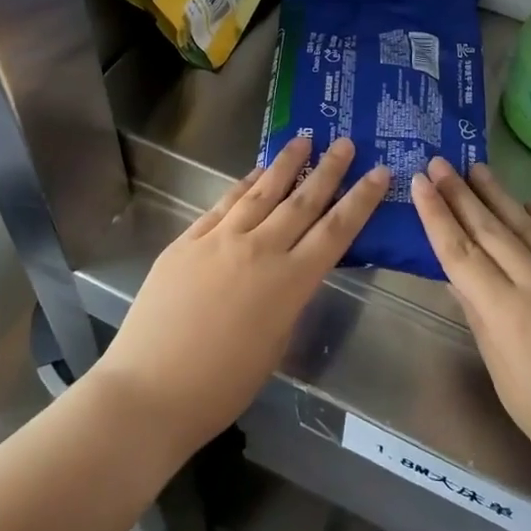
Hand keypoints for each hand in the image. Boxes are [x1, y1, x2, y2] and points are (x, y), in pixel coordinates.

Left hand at [97, 135, 388, 448]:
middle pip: (301, 201)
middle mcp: (259, 250)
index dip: (360, 200)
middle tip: (345, 142)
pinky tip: (253, 174)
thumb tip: (290, 273)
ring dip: (284, 165)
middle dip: (328, 170)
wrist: (150, 389)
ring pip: (260, 193)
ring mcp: (218, 241)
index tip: (379, 172)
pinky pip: (222, 205)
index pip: (336, 231)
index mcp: (289, 283)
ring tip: (302, 140)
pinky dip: (242, 186)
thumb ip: (287, 300)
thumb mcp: (274, 344)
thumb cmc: (222, 385)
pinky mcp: (186, 242)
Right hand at [411, 157, 530, 500]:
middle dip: (460, 194)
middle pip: (490, 230)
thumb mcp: (508, 382)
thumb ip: (482, 324)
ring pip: (528, 226)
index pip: (460, 253)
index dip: (436, 216)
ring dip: (499, 195)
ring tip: (476, 168)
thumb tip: (457, 282)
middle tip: (439, 161)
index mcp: (506, 314)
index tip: (420, 183)